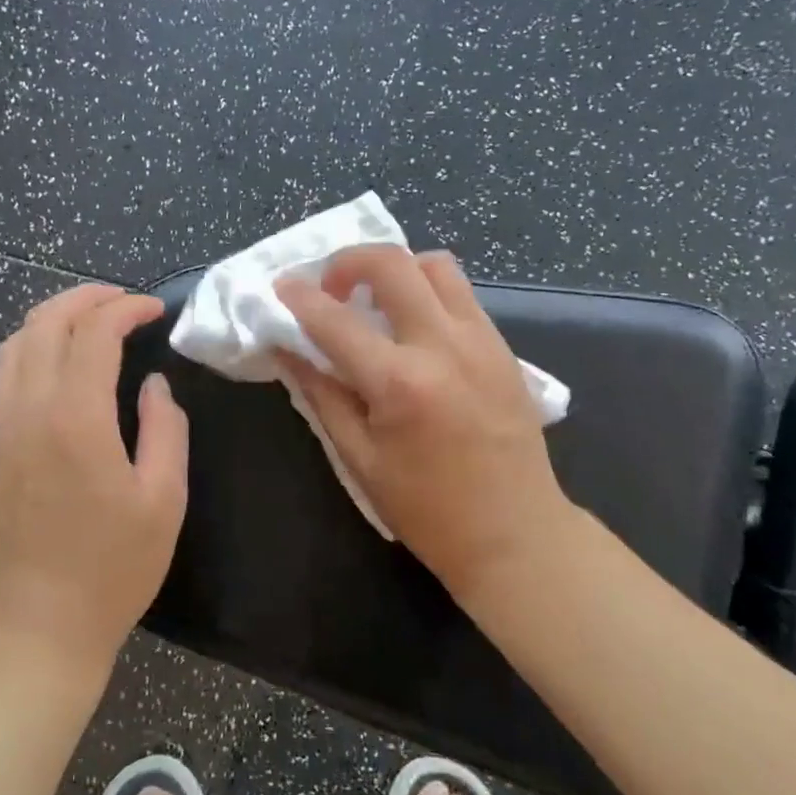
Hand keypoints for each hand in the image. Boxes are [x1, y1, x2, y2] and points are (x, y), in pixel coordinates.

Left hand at [0, 284, 189, 671]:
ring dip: (54, 316)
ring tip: (93, 320)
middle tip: (126, 301)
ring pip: (16, 341)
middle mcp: (29, 408)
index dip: (126, 308)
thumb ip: (166, 429)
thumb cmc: (112, 567)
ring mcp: (2, 425)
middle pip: (46, 322)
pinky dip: (33, 345)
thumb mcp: (164, 499)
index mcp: (75, 417)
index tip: (157, 310)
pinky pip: (5, 372)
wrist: (37, 624)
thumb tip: (154, 385)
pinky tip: (60, 360)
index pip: (94, 332)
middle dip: (87, 298)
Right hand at [275, 246, 573, 603]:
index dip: (299, 298)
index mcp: (400, 382)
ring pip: (436, 265)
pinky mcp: (503, 347)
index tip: (280, 287)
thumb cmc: (427, 509)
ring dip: (396, 270)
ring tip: (375, 301)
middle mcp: (444, 346)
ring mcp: (481, 340)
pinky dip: (427, 291)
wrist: (515, 533)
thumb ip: (321, 394)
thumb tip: (287, 350)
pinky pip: (461, 294)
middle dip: (349, 261)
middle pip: (393, 264)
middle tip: (330, 288)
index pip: (335, 320)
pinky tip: (412, 327)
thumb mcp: (359, 458)